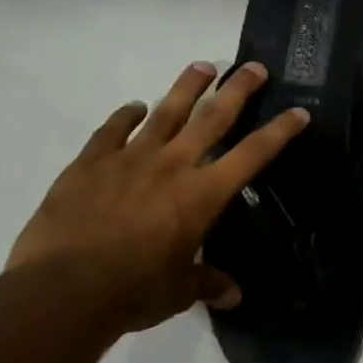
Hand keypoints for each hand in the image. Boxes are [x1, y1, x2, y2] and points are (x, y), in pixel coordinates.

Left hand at [9, 61, 307, 331]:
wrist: (64, 288)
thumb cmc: (135, 290)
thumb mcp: (179, 290)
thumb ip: (207, 283)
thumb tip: (233, 296)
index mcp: (204, 194)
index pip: (253, 154)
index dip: (280, 131)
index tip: (298, 112)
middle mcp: (173, 165)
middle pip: (213, 117)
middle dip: (238, 89)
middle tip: (254, 67)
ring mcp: (129, 159)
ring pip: (166, 111)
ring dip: (187, 87)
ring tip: (202, 66)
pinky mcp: (90, 163)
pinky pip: (112, 130)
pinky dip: (126, 115)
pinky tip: (134, 107)